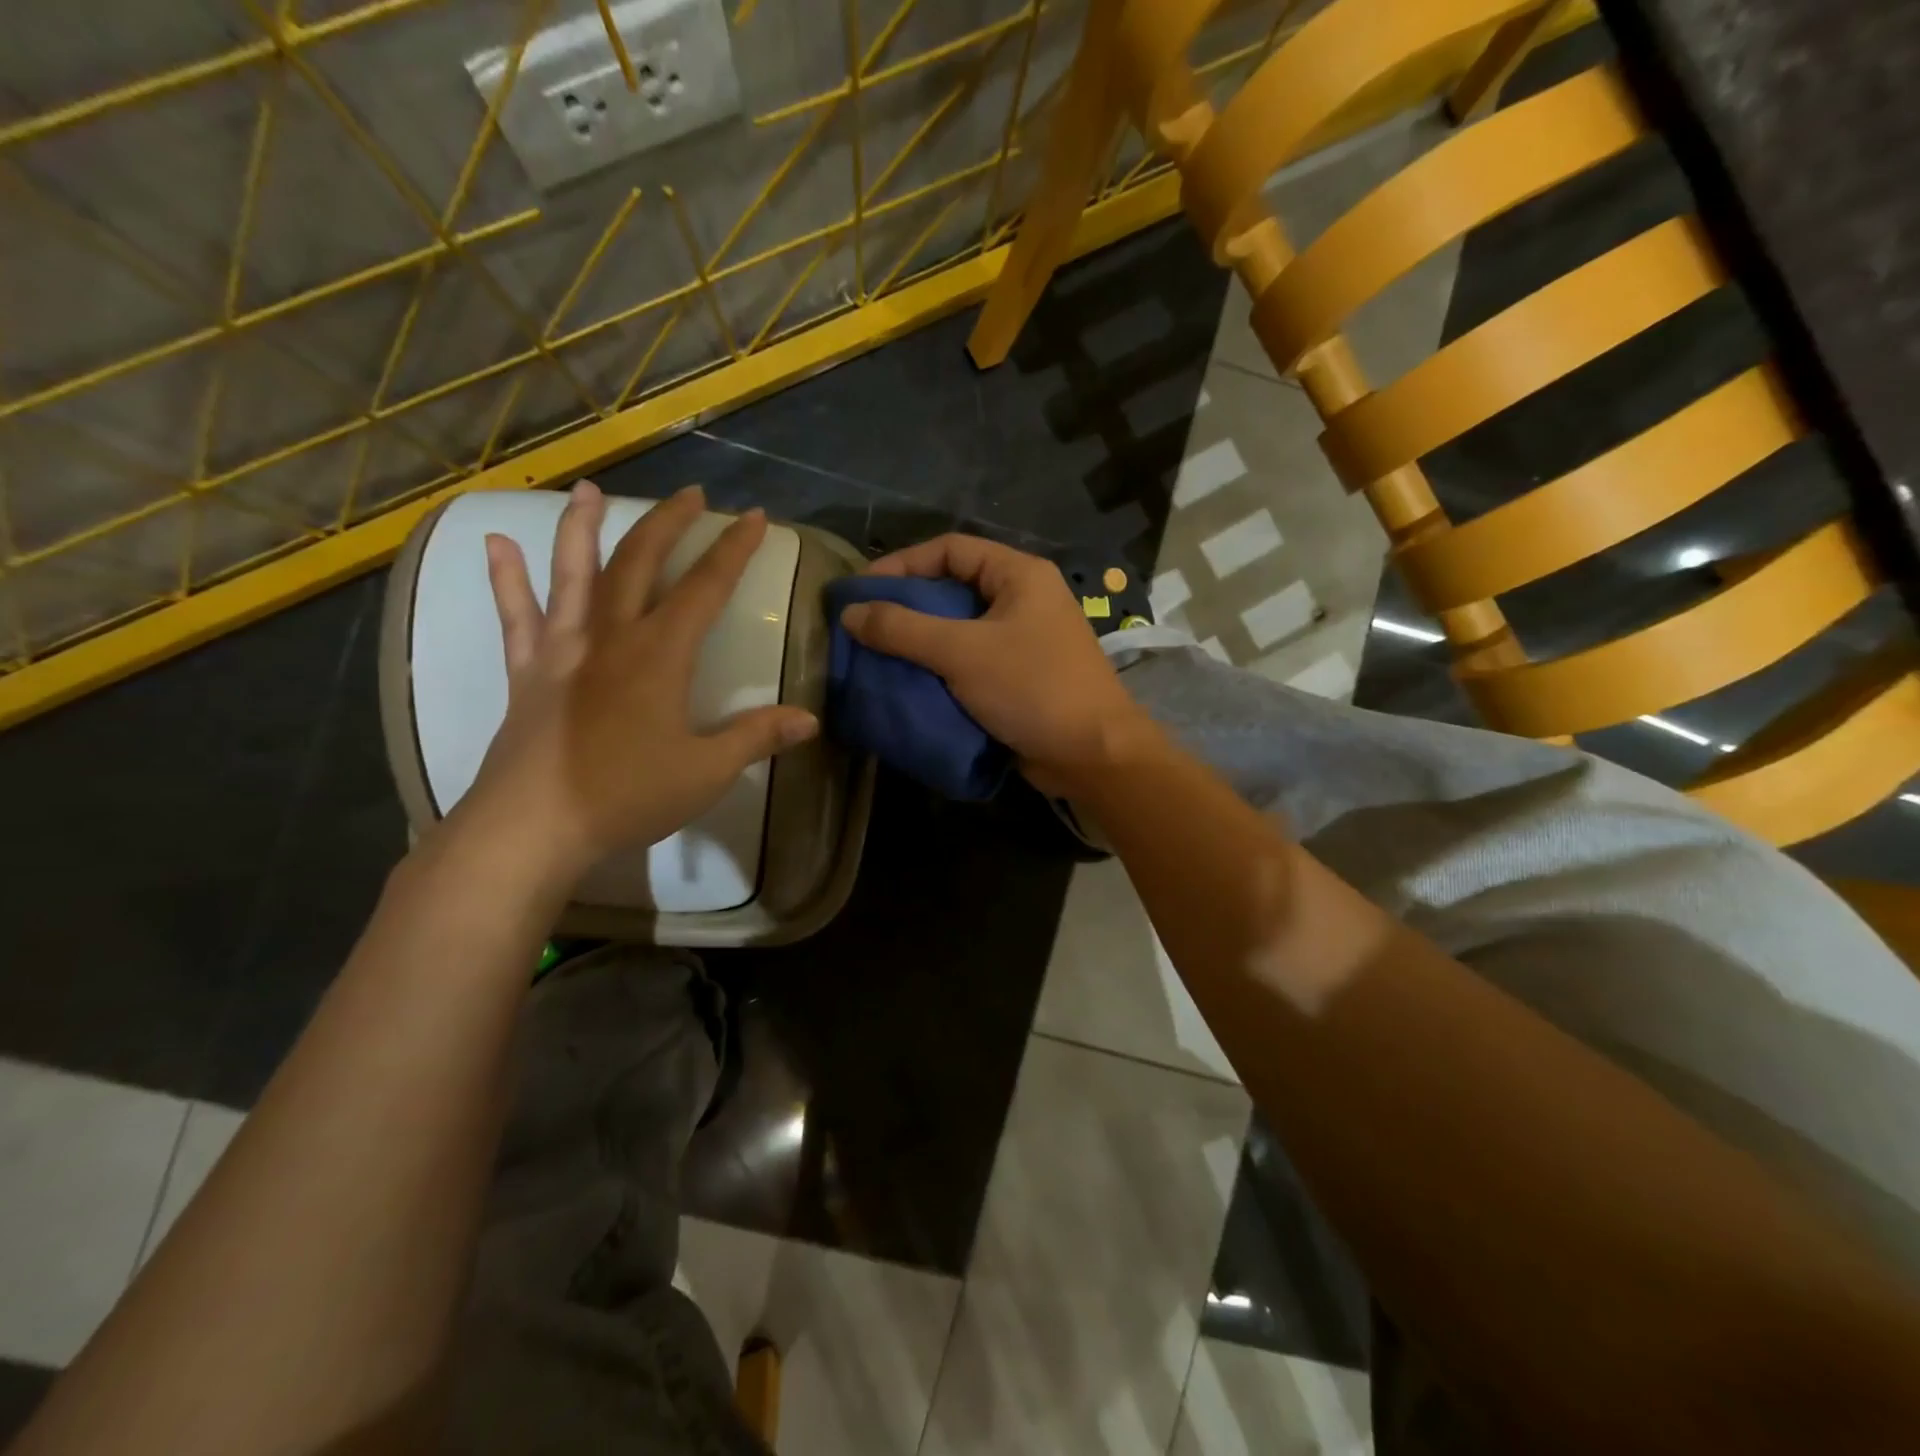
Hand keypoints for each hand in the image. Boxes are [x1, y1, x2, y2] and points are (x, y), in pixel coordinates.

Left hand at [453, 481, 818, 884]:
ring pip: (573, 574)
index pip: (706, 588)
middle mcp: (611, 636)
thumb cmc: (627, 795)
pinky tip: (496, 544)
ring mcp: (563, 649)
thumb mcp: (706, 771)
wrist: (534, 826)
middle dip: (668, 523)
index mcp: (660, 654)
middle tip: (690, 493)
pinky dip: (506, 578)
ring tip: (588, 489)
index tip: (755, 517)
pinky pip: (516, 615)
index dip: (733, 550)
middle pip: (641, 563)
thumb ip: (756, 737)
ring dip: (582, 528)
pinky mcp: (528, 671)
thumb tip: (809, 719)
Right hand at [838, 534, 1155, 792]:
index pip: (950, 549)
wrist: (1091, 755)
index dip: (902, 564)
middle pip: (953, 588)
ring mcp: (1024, 640)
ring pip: (959, 629)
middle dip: (907, 606)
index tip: (861, 590)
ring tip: (877, 656)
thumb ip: (904, 629)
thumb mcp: (962, 652)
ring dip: (920, 642)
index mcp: (1020, 575)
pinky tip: (908, 683)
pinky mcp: (1019, 677)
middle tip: (864, 626)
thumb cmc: (1032, 688)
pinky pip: (970, 661)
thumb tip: (851, 612)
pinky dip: (939, 669)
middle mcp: (1023, 599)